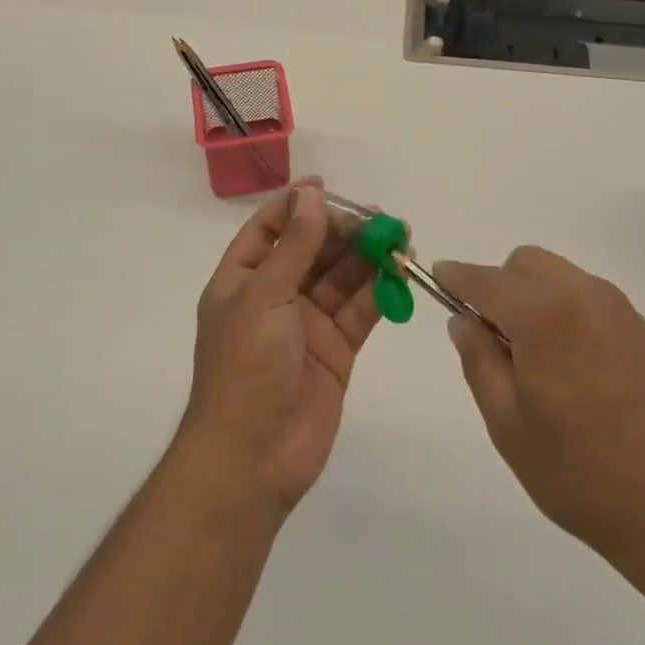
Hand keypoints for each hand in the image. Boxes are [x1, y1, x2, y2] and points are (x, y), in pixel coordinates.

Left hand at [179, 178, 380, 513]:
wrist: (253, 459)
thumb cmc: (245, 367)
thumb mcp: (263, 296)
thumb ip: (295, 246)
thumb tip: (311, 195)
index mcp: (243, 280)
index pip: (268, 229)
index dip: (295, 205)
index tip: (327, 186)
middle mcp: (275, 296)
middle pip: (312, 249)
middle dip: (344, 231)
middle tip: (379, 217)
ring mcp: (307, 323)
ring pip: (342, 277)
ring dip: (368, 257)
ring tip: (400, 237)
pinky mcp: (337, 349)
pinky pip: (361, 310)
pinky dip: (380, 291)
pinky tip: (401, 272)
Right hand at [436, 247, 644, 577]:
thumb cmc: (582, 474)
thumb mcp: (509, 425)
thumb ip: (478, 360)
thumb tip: (463, 320)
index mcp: (543, 313)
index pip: (484, 279)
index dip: (454, 277)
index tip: (435, 278)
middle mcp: (581, 294)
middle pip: (522, 264)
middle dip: (497, 286)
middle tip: (491, 341)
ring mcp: (615, 307)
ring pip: (554, 274)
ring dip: (529, 295)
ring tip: (531, 357)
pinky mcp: (638, 326)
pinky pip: (582, 294)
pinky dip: (560, 306)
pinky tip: (567, 363)